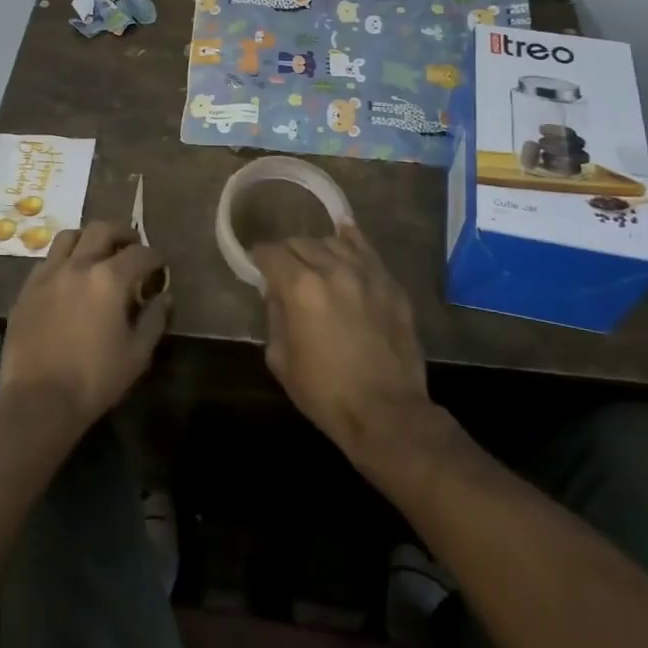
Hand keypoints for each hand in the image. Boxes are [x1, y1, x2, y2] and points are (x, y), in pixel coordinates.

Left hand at [0, 221, 170, 432]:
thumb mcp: (137, 354)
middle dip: (123, 234)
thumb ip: (154, 319)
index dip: (155, 258)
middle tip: (132, 247)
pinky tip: (69, 278)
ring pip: (70, 236)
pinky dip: (64, 259)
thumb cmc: (95, 380)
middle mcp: (78, 265)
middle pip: (102, 230)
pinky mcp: (27, 289)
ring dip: (89, 239)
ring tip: (97, 254)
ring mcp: (48, 274)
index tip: (160, 268)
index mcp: (109, 279)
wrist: (38, 401)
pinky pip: (48, 260)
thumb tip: (164, 296)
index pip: (140, 253)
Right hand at [253, 226, 430, 463]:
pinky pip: (368, 251)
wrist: (387, 414)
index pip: (272, 254)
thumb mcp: (281, 359)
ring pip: (334, 242)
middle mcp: (333, 270)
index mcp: (300, 288)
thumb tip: (276, 294)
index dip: (259, 258)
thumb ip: (274, 317)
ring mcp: (367, 275)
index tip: (257, 266)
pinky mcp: (391, 286)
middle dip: (287, 253)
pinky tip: (345, 233)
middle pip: (301, 243)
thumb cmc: (326, 393)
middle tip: (284, 271)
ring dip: (317, 249)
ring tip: (314, 263)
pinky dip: (352, 240)